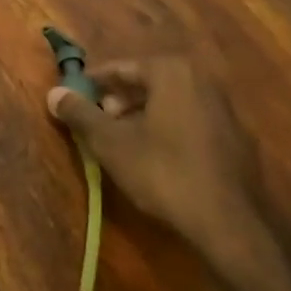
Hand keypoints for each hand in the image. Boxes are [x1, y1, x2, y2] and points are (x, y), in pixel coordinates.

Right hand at [46, 53, 264, 259]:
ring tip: (119, 141)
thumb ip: (80, 114)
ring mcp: (225, 110)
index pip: (121, 68)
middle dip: (119, 100)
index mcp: (172, 73)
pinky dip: (167, 130)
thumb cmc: (162, 172)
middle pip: (148, 83)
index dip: (93, 84)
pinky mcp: (236, 139)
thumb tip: (53, 93)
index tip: (74, 97)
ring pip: (170, 103)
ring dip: (141, 116)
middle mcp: (202, 81)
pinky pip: (190, 122)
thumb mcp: (110, 142)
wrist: (228, 222)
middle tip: (96, 122)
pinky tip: (154, 157)